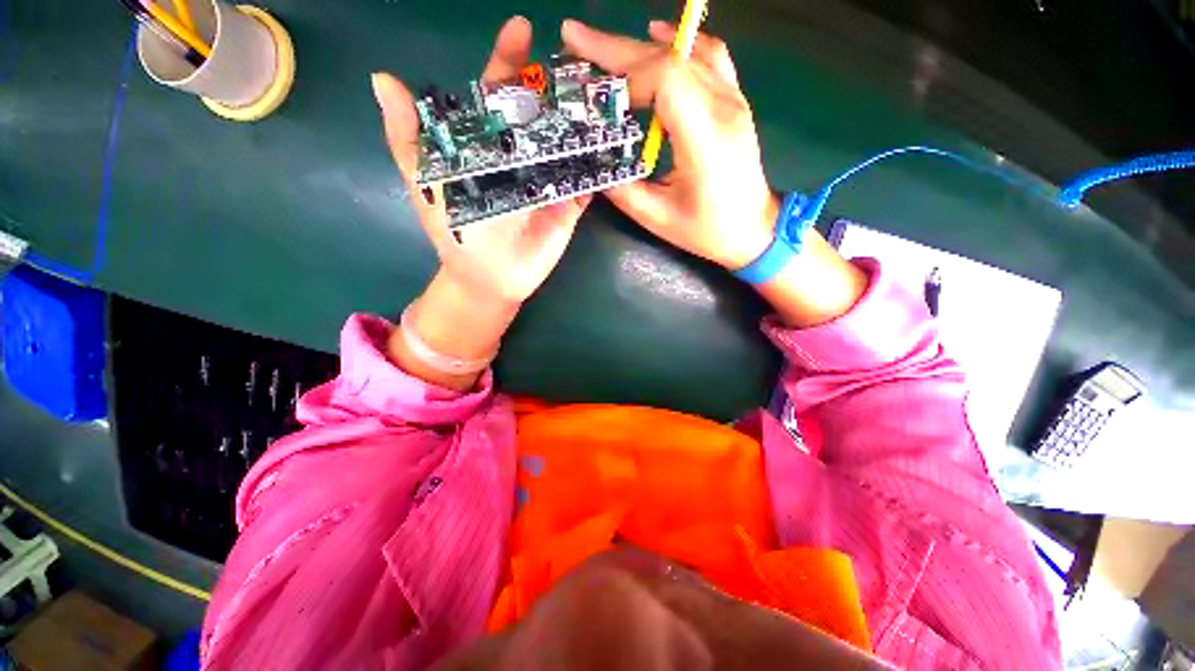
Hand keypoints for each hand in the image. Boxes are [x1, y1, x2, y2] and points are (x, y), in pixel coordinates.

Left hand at [374, 16, 592, 306]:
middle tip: (577, 57)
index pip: (499, 95)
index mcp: (491, 144)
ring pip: (570, 141)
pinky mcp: (570, 205)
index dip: (507, 63)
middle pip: (542, 111)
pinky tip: (615, 139)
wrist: (490, 280)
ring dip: (585, 117)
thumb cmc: (457, 234)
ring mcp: (550, 179)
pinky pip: (587, 181)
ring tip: (603, 89)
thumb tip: (383, 78)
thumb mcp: (426, 184)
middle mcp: (523, 155)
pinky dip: (601, 163)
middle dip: (557, 83)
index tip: (519, 29)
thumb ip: (409, 139)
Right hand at [561, 20, 776, 269]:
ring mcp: (733, 99)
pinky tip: (656, 34)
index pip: (666, 77)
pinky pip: (709, 56)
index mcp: (705, 138)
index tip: (598, 99)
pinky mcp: (734, 101)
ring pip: (685, 52)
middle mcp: (723, 107)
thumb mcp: (657, 218)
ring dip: (640, 46)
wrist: (754, 230)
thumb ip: (622, 189)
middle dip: (616, 48)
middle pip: (669, 57)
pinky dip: (679, 43)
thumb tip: (594, 163)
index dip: (626, 78)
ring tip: (603, 47)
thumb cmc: (707, 230)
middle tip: (574, 39)